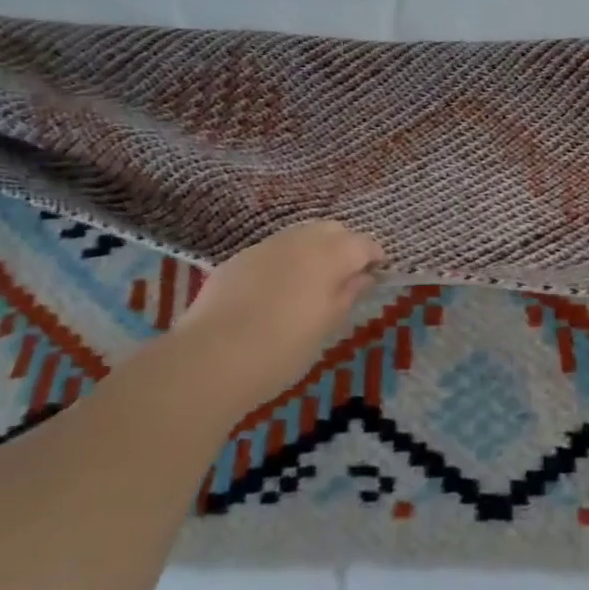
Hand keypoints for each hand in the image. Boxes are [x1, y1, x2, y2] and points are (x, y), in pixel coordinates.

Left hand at [165, 221, 383, 405]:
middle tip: (346, 276)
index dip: (374, 256)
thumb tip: (364, 277)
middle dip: (344, 246)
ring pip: (299, 235)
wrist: (211, 359)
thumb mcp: (326, 327)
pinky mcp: (237, 260)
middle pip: (331, 230)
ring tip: (312, 282)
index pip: (363, 244)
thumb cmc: (282, 349)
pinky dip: (284, 261)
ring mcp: (265, 247)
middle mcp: (300, 240)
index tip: (377, 274)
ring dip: (313, 250)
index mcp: (330, 255)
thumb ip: (348, 295)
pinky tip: (277, 290)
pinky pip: (272, 251)